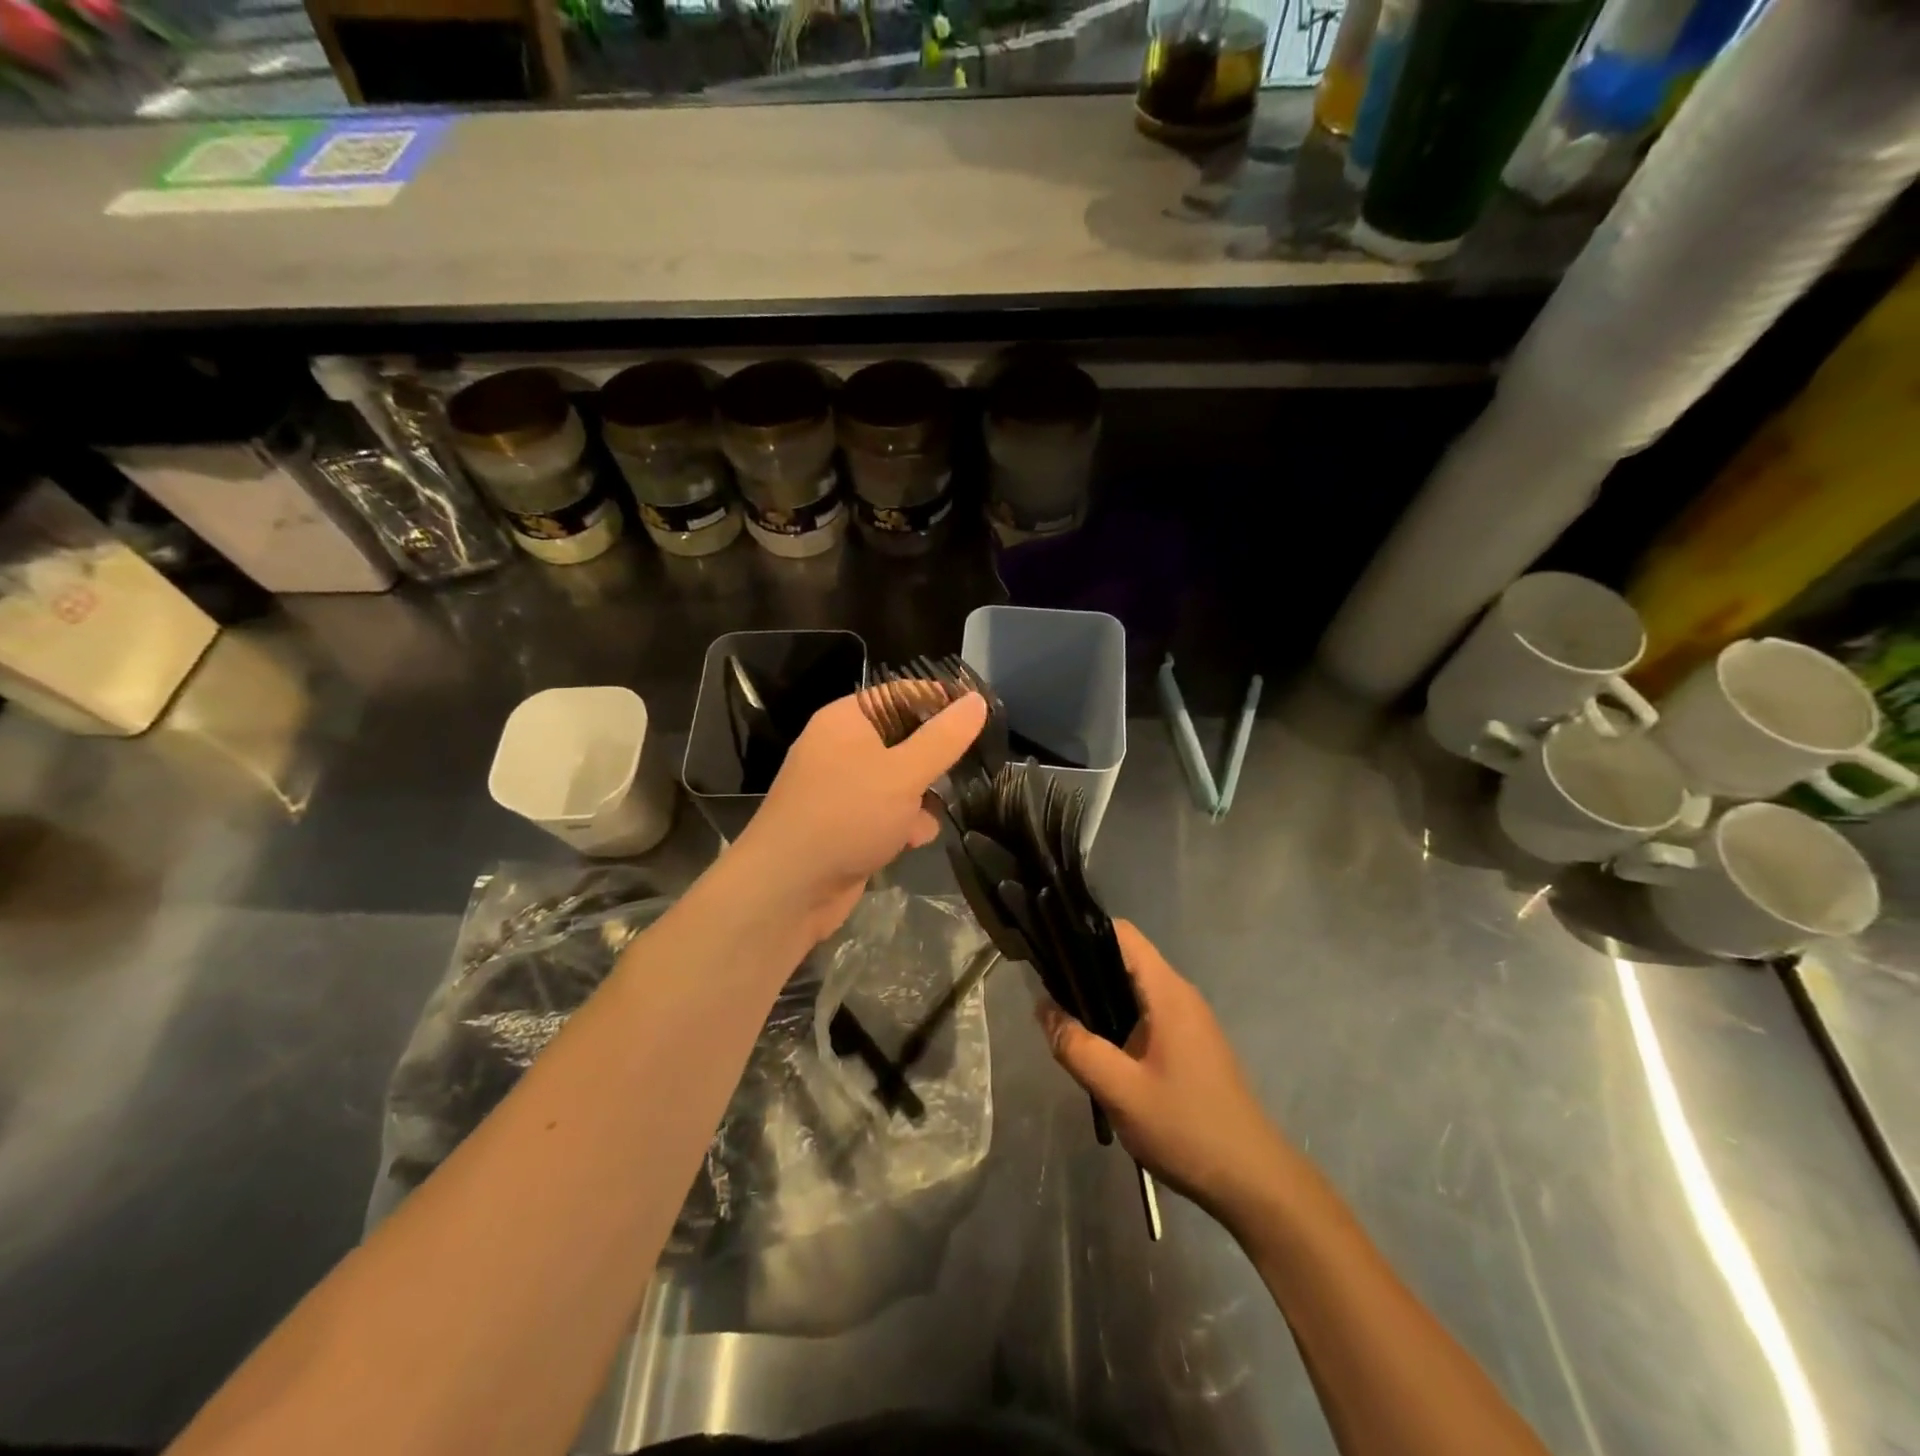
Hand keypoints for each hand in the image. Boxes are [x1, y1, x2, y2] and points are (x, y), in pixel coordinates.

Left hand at [732, 689, 985, 943]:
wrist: (788, 890)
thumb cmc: (846, 816)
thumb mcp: (903, 773)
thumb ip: (943, 738)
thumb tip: (976, 700)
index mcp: (846, 720)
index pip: (900, 694)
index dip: (940, 700)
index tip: (980, 715)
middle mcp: (841, 748)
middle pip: (903, 739)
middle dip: (934, 759)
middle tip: (967, 768)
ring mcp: (842, 789)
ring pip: (899, 780)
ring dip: (921, 797)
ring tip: (934, 812)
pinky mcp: (846, 825)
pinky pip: (886, 812)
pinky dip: (902, 823)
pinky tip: (913, 840)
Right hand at [1040, 920, 1297, 1230]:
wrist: (1253, 1182)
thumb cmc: (1187, 1128)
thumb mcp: (1121, 1091)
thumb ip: (1078, 1048)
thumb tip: (1043, 1008)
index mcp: (1167, 993)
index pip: (1123, 934)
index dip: (1084, 932)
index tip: (1050, 948)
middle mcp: (1180, 996)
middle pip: (1125, 959)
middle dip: (1085, 968)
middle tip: (1047, 993)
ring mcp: (1189, 1021)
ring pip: (1134, 990)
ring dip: (1100, 998)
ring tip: (1065, 1020)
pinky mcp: (1191, 1045)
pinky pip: (1146, 1015)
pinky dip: (1118, 1020)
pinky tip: (1099, 1050)